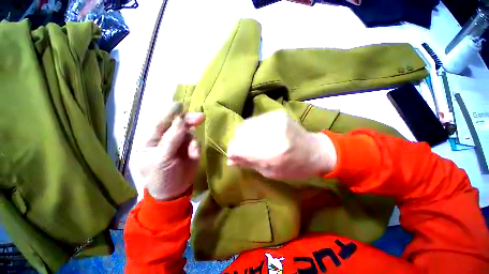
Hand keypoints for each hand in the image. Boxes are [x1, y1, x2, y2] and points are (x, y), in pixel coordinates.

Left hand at [139, 103, 204, 200]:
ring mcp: (179, 143)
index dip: (170, 113)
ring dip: (192, 140)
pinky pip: (195, 143)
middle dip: (188, 121)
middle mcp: (166, 138)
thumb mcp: (162, 158)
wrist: (174, 192)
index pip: (160, 122)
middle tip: (201, 117)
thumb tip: (181, 121)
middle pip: (177, 125)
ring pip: (189, 133)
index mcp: (152, 140)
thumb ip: (171, 139)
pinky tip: (194, 155)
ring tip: (192, 152)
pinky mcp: (190, 148)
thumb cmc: (161, 177)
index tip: (180, 105)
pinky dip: (196, 147)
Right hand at [227, 110, 336, 180]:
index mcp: (275, 152)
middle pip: (242, 134)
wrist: (315, 151)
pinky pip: (255, 120)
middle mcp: (274, 132)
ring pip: (246, 125)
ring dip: (242, 135)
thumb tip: (230, 160)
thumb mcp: (271, 172)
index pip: (242, 148)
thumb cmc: (294, 167)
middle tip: (238, 149)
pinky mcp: (277, 113)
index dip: (233, 152)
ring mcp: (276, 119)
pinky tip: (255, 134)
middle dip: (236, 143)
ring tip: (246, 142)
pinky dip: (250, 128)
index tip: (232, 156)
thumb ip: (249, 163)